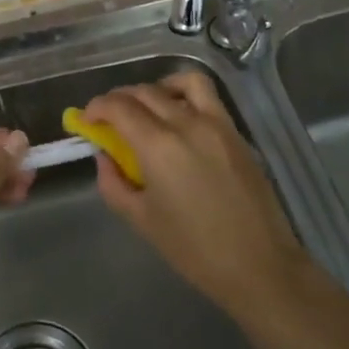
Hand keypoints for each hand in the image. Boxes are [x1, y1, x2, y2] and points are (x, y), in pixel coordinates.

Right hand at [85, 71, 305, 319]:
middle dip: (119, 100)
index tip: (87, 119)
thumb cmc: (194, 250)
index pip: (119, 107)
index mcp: (158, 146)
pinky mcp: (235, 132)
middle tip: (109, 120)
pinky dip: (185, 94)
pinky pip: (207, 96)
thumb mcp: (142, 220)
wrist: (260, 265)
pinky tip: (179, 117)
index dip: (97, 107)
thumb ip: (114, 183)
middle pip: (144, 92)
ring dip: (155, 88)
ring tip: (147, 109)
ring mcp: (216, 124)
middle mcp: (186, 124)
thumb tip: (105, 156)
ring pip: (180, 82)